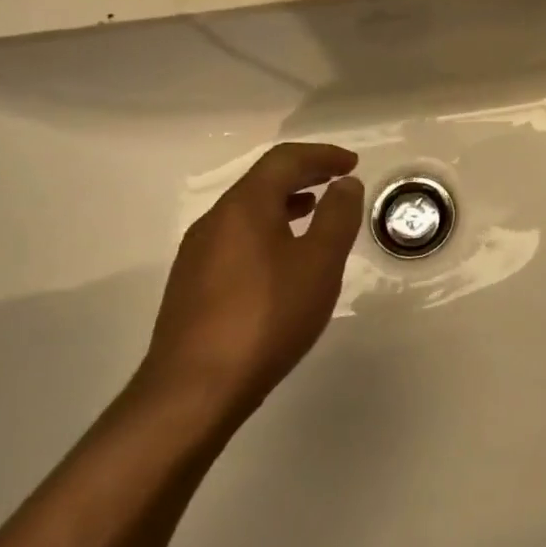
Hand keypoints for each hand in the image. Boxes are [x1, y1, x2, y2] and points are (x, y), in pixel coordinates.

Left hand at [140, 142, 362, 422]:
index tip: (352, 163)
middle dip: (304, 174)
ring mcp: (198, 254)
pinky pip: (237, 238)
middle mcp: (215, 220)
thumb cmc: (267, 317)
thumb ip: (337, 216)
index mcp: (244, 206)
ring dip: (286, 203)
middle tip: (339, 180)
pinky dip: (268, 230)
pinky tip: (284, 258)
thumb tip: (345, 184)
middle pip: (262, 181)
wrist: (194, 391)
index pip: (284, 160)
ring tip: (315, 212)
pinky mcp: (192, 285)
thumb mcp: (320, 263)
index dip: (322, 155)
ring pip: (248, 211)